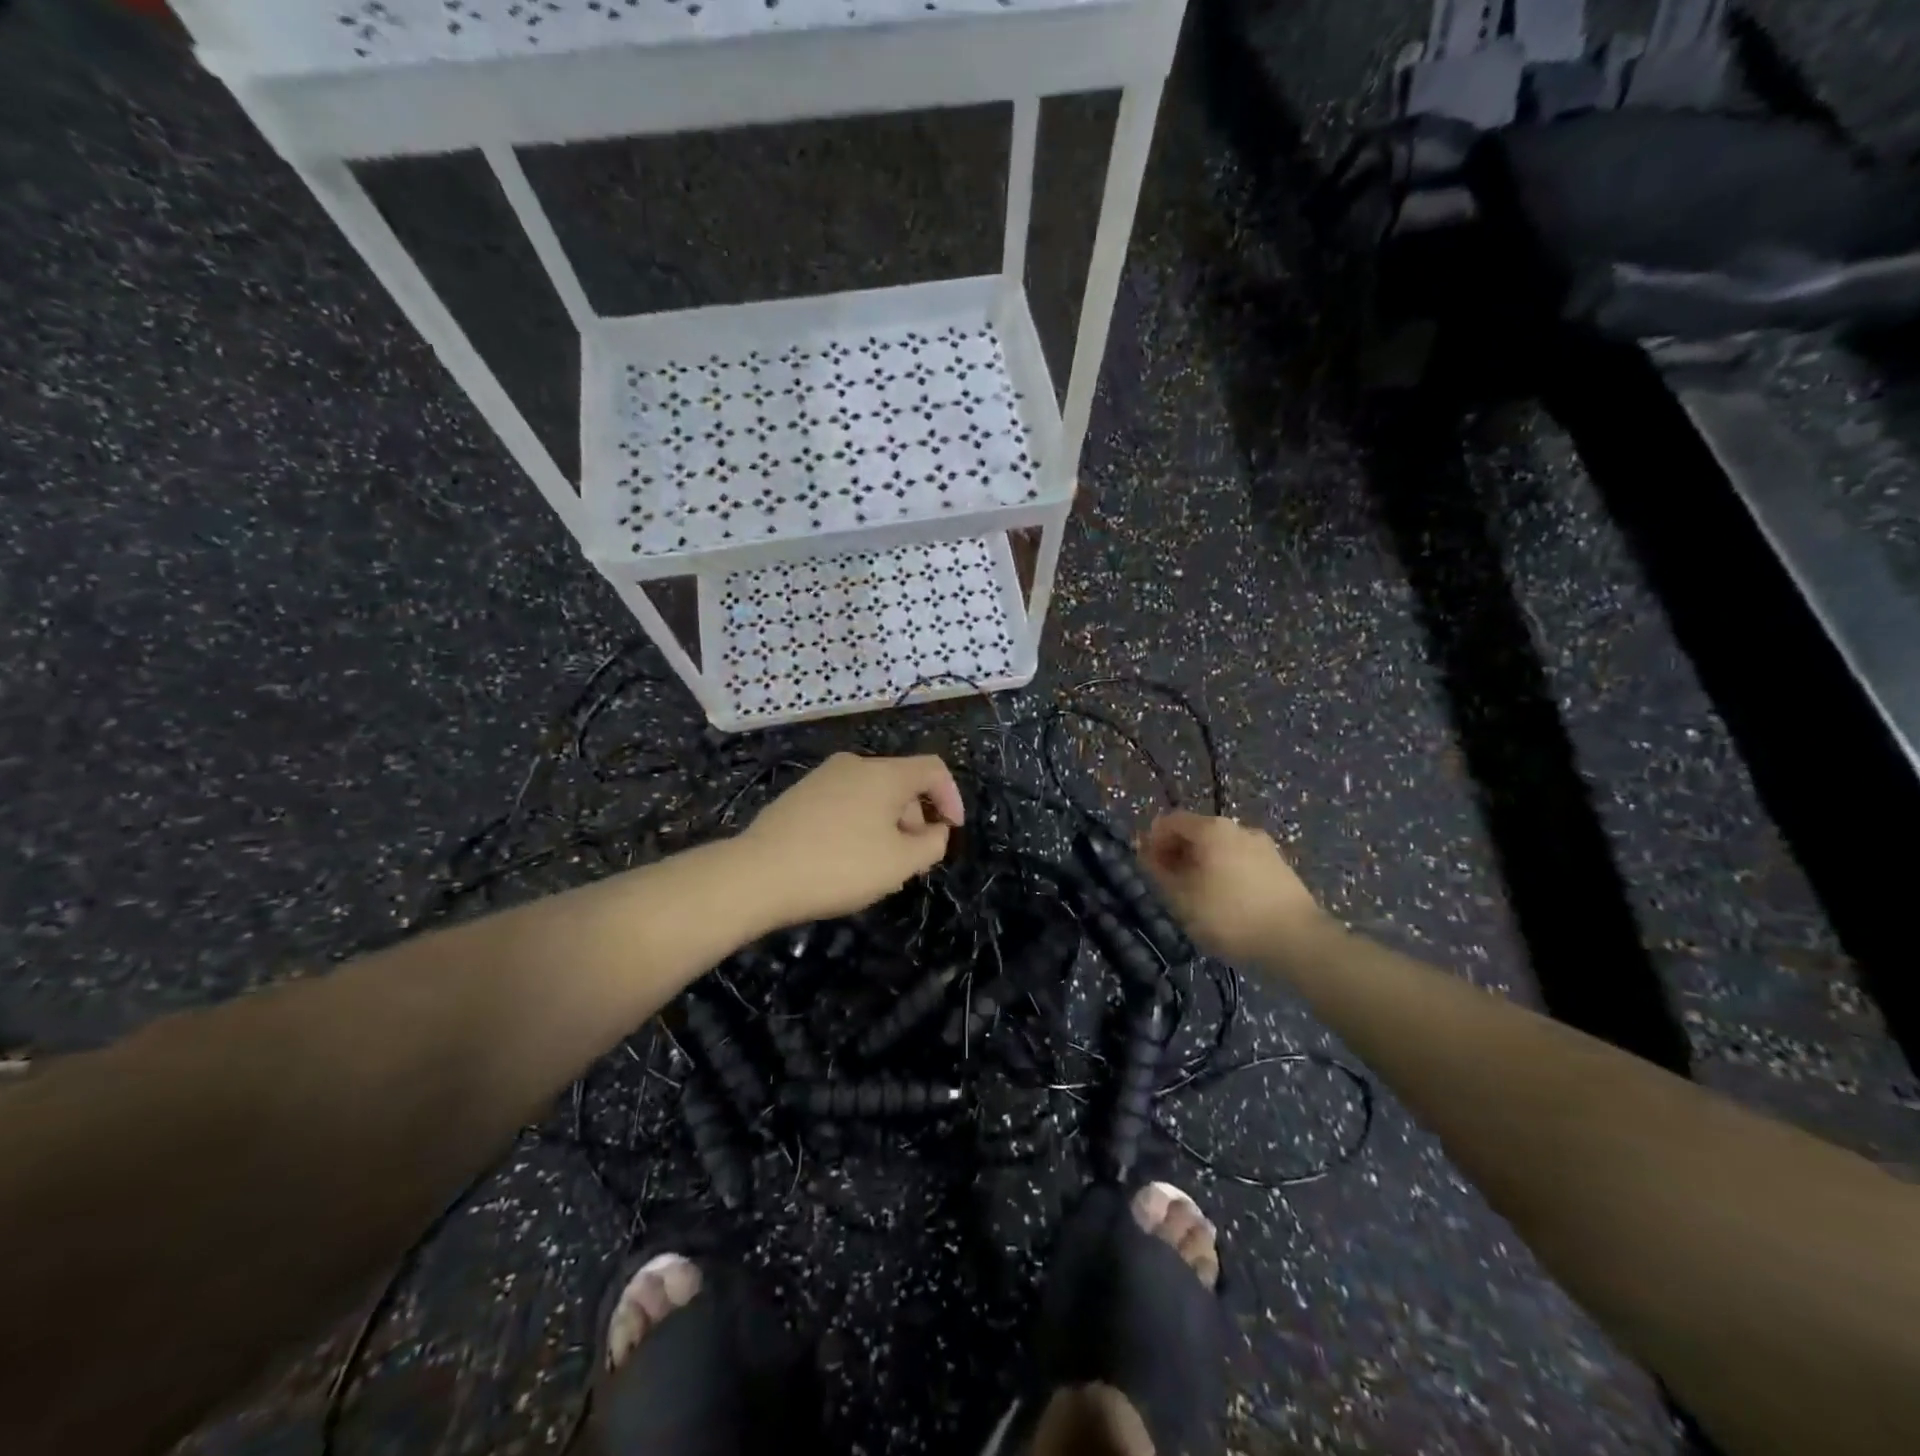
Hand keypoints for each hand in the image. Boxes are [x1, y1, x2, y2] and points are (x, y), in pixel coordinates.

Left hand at [738, 753, 964, 926]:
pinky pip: (844, 802)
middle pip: (901, 783)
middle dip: (915, 819)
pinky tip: (845, 858)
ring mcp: (822, 777)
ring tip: (877, 865)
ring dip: (887, 825)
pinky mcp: (799, 795)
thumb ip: (932, 844)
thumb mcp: (900, 864)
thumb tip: (936, 830)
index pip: (933, 769)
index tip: (951, 832)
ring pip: (871, 795)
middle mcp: (854, 764)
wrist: (757, 874)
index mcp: (884, 774)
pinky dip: (859, 824)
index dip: (951, 798)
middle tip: (911, 861)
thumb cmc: (840, 866)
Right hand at [1141, 810, 1328, 964]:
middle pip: (1196, 833)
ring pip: (1220, 849)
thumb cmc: (1229, 916)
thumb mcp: (1181, 898)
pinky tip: (1227, 905)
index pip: (1169, 821)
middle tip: (1170, 887)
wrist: (1298, 942)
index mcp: (1211, 828)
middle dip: (1178, 855)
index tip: (1147, 870)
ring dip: (1202, 867)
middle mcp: (1238, 828)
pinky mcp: (1280, 868)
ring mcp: (1263, 847)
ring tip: (1198, 900)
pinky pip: (1241, 863)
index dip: (1152, 842)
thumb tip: (1146, 853)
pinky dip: (1226, 875)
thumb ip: (1157, 871)